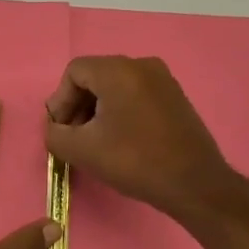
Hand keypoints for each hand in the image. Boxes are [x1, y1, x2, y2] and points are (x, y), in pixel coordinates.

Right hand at [44, 56, 237, 222]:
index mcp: (118, 70)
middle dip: (77, 105)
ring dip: (98, 109)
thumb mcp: (82, 151)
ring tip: (95, 141)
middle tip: (73, 137)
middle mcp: (142, 65)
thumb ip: (55, 135)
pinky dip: (120, 111)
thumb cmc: (134, 161)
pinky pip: (136, 94)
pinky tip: (120, 139)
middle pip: (95, 76)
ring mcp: (163, 79)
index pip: (74, 72)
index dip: (60, 100)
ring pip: (116, 86)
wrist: (194, 184)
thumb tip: (54, 129)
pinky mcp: (175, 96)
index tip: (60, 130)